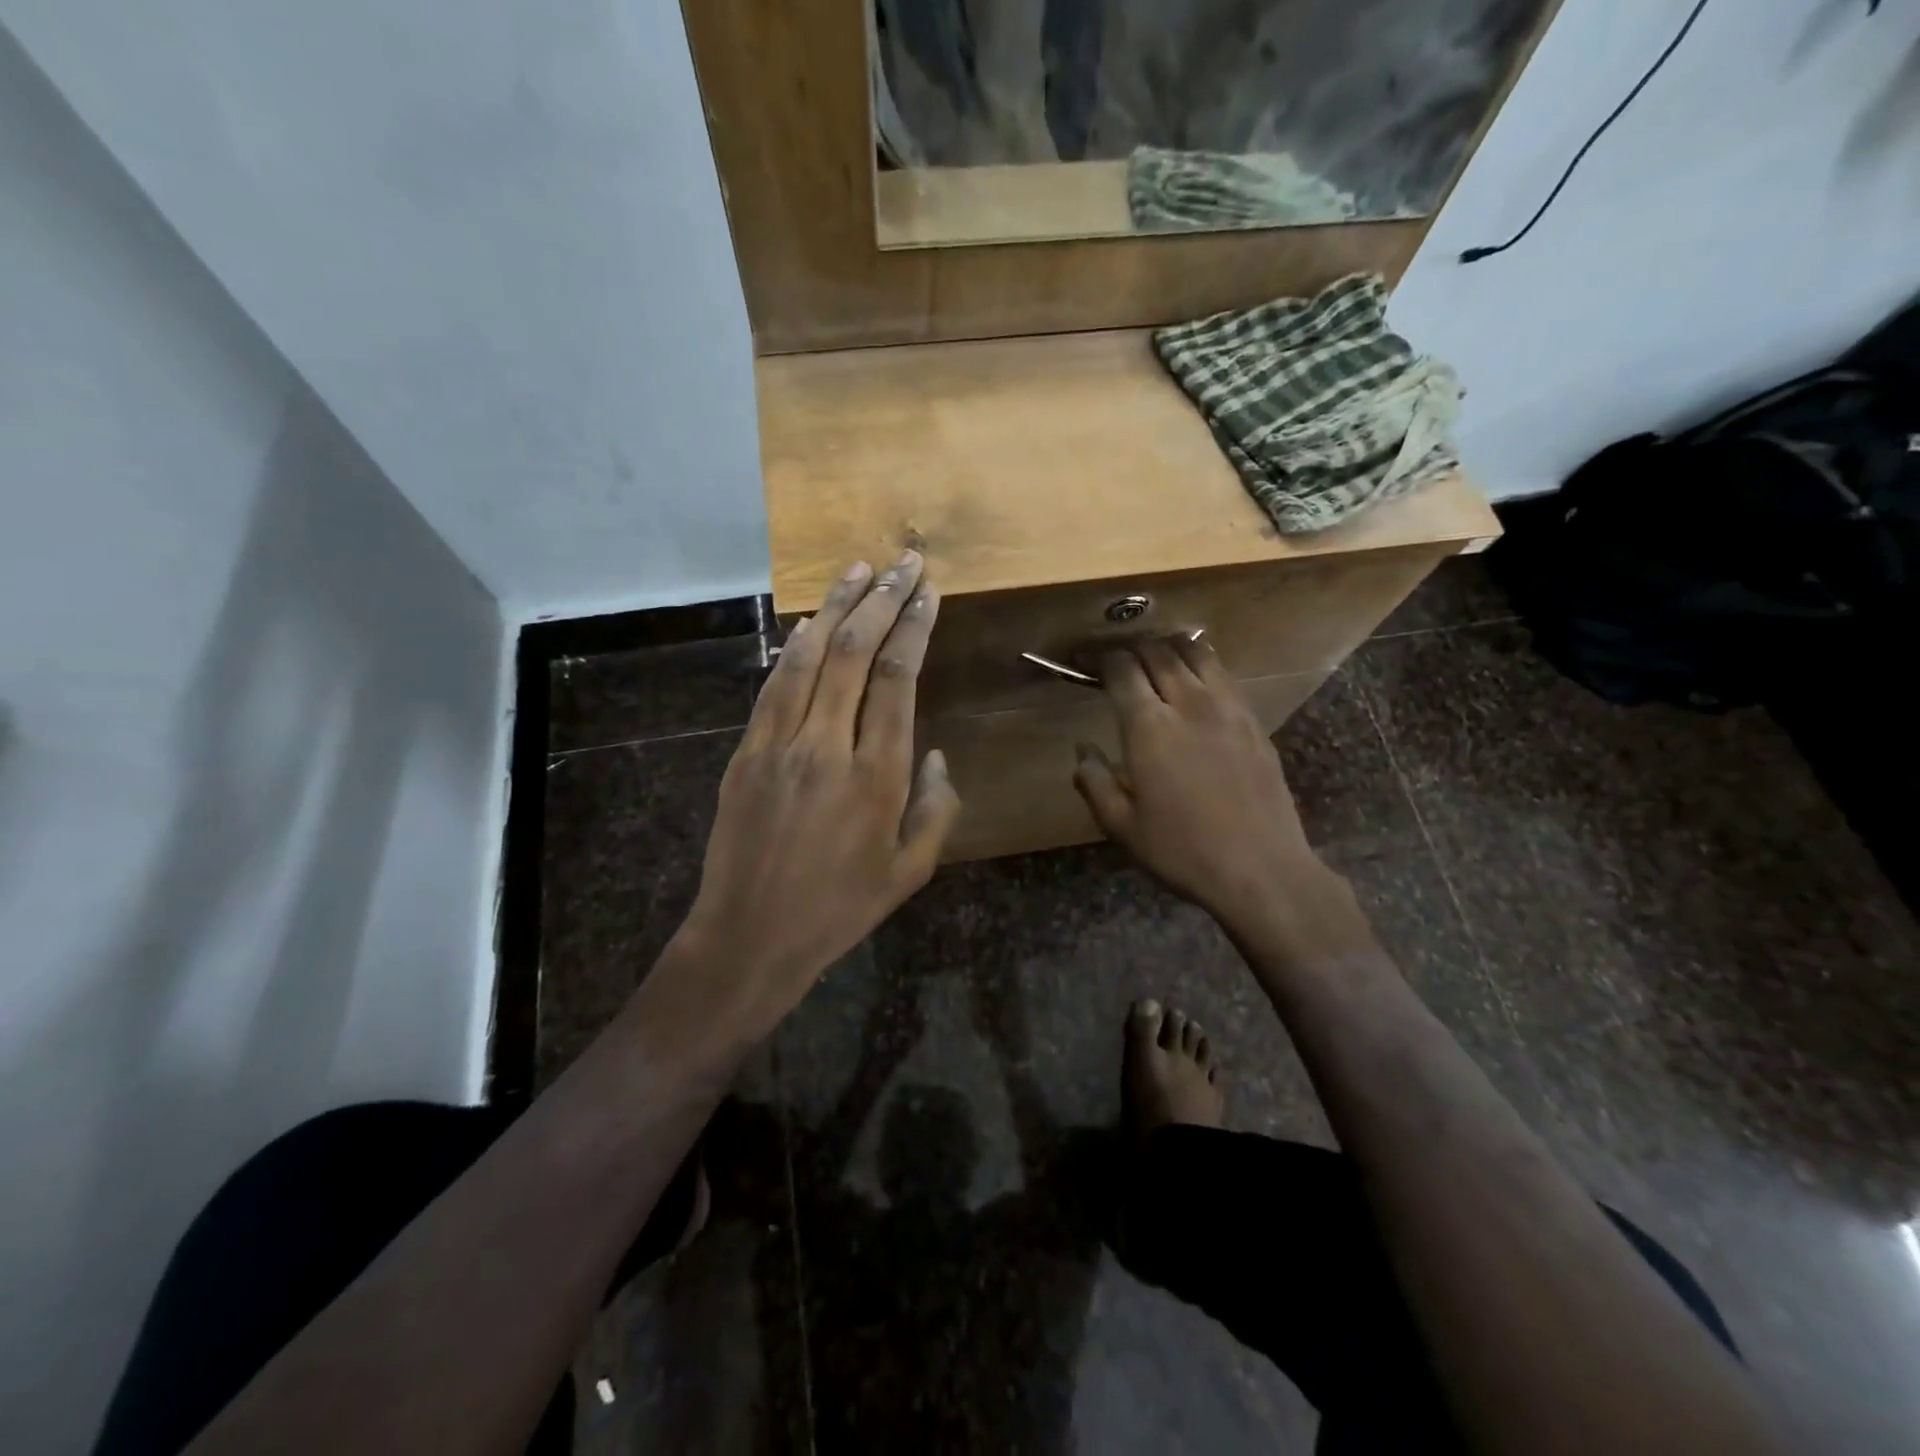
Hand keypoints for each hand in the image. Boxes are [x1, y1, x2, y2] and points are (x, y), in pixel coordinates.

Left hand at [669, 553, 959, 1037]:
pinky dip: (793, 647)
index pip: (899, 680)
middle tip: (903, 561)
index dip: (914, 627)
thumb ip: (936, 809)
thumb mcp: (910, 872)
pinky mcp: (746, 752)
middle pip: (857, 654)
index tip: (927, 591)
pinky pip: (773, 685)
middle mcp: (828, 747)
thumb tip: (934, 755)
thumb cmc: (840, 909)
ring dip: (836, 608)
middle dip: (883, 600)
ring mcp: (780, 745)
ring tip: (858, 568)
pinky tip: (809, 623)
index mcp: (877, 777)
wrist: (751, 936)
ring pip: (810, 657)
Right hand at [1072, 636, 1329, 930]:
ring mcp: (1228, 708)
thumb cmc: (1182, 850)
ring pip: (1197, 653)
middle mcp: (1189, 703)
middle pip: (1158, 652)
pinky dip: (1203, 666)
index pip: (1122, 669)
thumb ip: (1094, 781)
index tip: (1087, 660)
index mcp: (1149, 727)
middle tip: (1119, 660)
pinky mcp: (1254, 721)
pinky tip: (1197, 682)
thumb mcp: (1122, 826)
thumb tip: (1082, 750)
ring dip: (1170, 648)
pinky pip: (1225, 675)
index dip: (1101, 658)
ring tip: (1156, 658)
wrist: (1261, 869)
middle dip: (1133, 647)